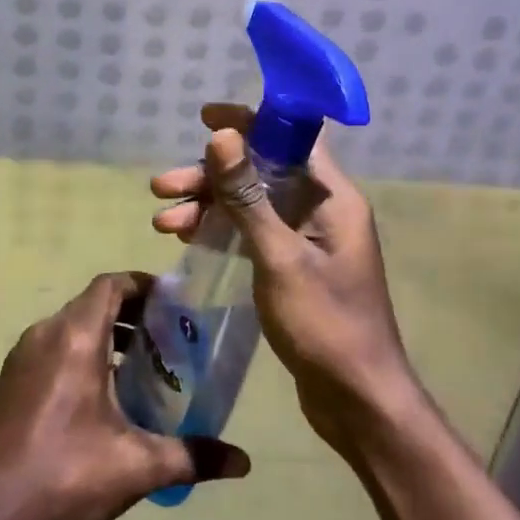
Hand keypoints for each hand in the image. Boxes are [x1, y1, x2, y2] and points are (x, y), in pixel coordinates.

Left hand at [0, 272, 249, 519]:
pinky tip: (97, 397)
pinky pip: (50, 348)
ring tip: (137, 368)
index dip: (142, 285)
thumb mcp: (137, 467)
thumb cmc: (65, 475)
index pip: (110, 285)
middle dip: (130, 315)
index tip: (172, 302)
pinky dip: (77, 354)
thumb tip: (243, 462)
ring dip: (104, 336)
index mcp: (74, 338)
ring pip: (69, 327)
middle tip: (165, 339)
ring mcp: (20, 356)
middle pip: (92, 304)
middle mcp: (44, 334)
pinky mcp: (7, 380)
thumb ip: (192, 456)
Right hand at [150, 103, 421, 456]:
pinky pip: (253, 232)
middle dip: (211, 176)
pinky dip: (221, 231)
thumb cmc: (324, 325)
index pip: (292, 138)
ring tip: (162, 223)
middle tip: (161, 188)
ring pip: (251, 204)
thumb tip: (221, 136)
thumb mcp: (279, 257)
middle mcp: (322, 210)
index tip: (205, 119)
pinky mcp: (293, 266)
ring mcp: (307, 240)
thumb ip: (248, 197)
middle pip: (262, 171)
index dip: (250, 121)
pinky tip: (186, 240)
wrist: (357, 400)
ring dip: (208, 206)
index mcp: (332, 198)